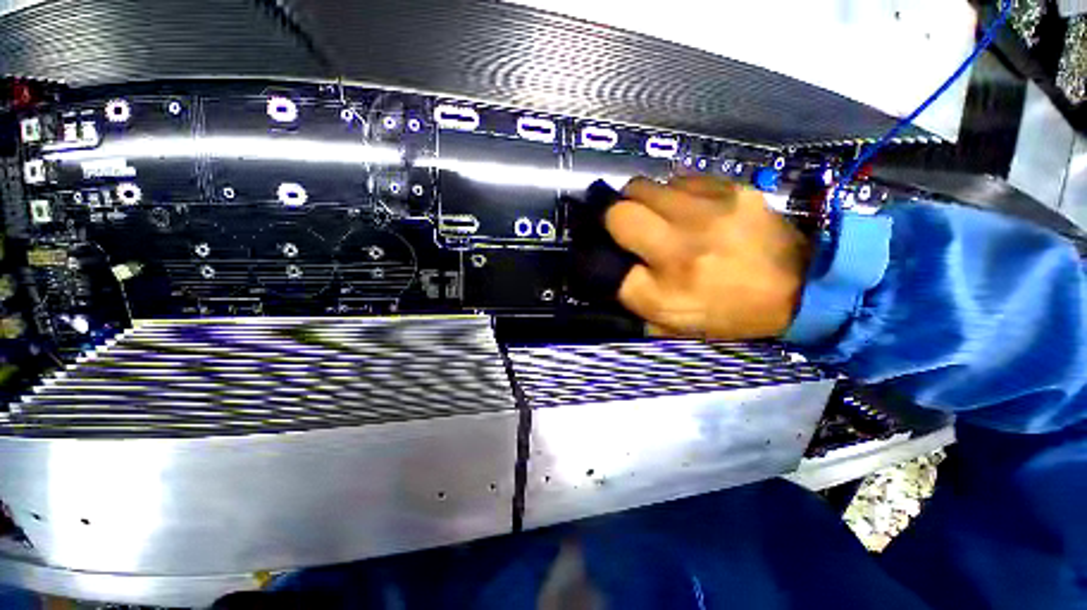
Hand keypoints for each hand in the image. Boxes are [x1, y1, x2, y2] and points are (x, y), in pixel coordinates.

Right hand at [605, 176, 810, 339]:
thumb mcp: (673, 325)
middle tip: (624, 225)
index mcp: (665, 293)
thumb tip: (610, 273)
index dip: (599, 256)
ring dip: (642, 201)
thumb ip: (635, 302)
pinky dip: (673, 192)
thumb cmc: (729, 314)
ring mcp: (707, 214)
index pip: (606, 267)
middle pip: (619, 214)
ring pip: (645, 187)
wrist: (799, 288)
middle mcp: (680, 250)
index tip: (605, 252)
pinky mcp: (731, 190)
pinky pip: (680, 179)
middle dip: (613, 217)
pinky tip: (687, 206)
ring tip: (657, 214)